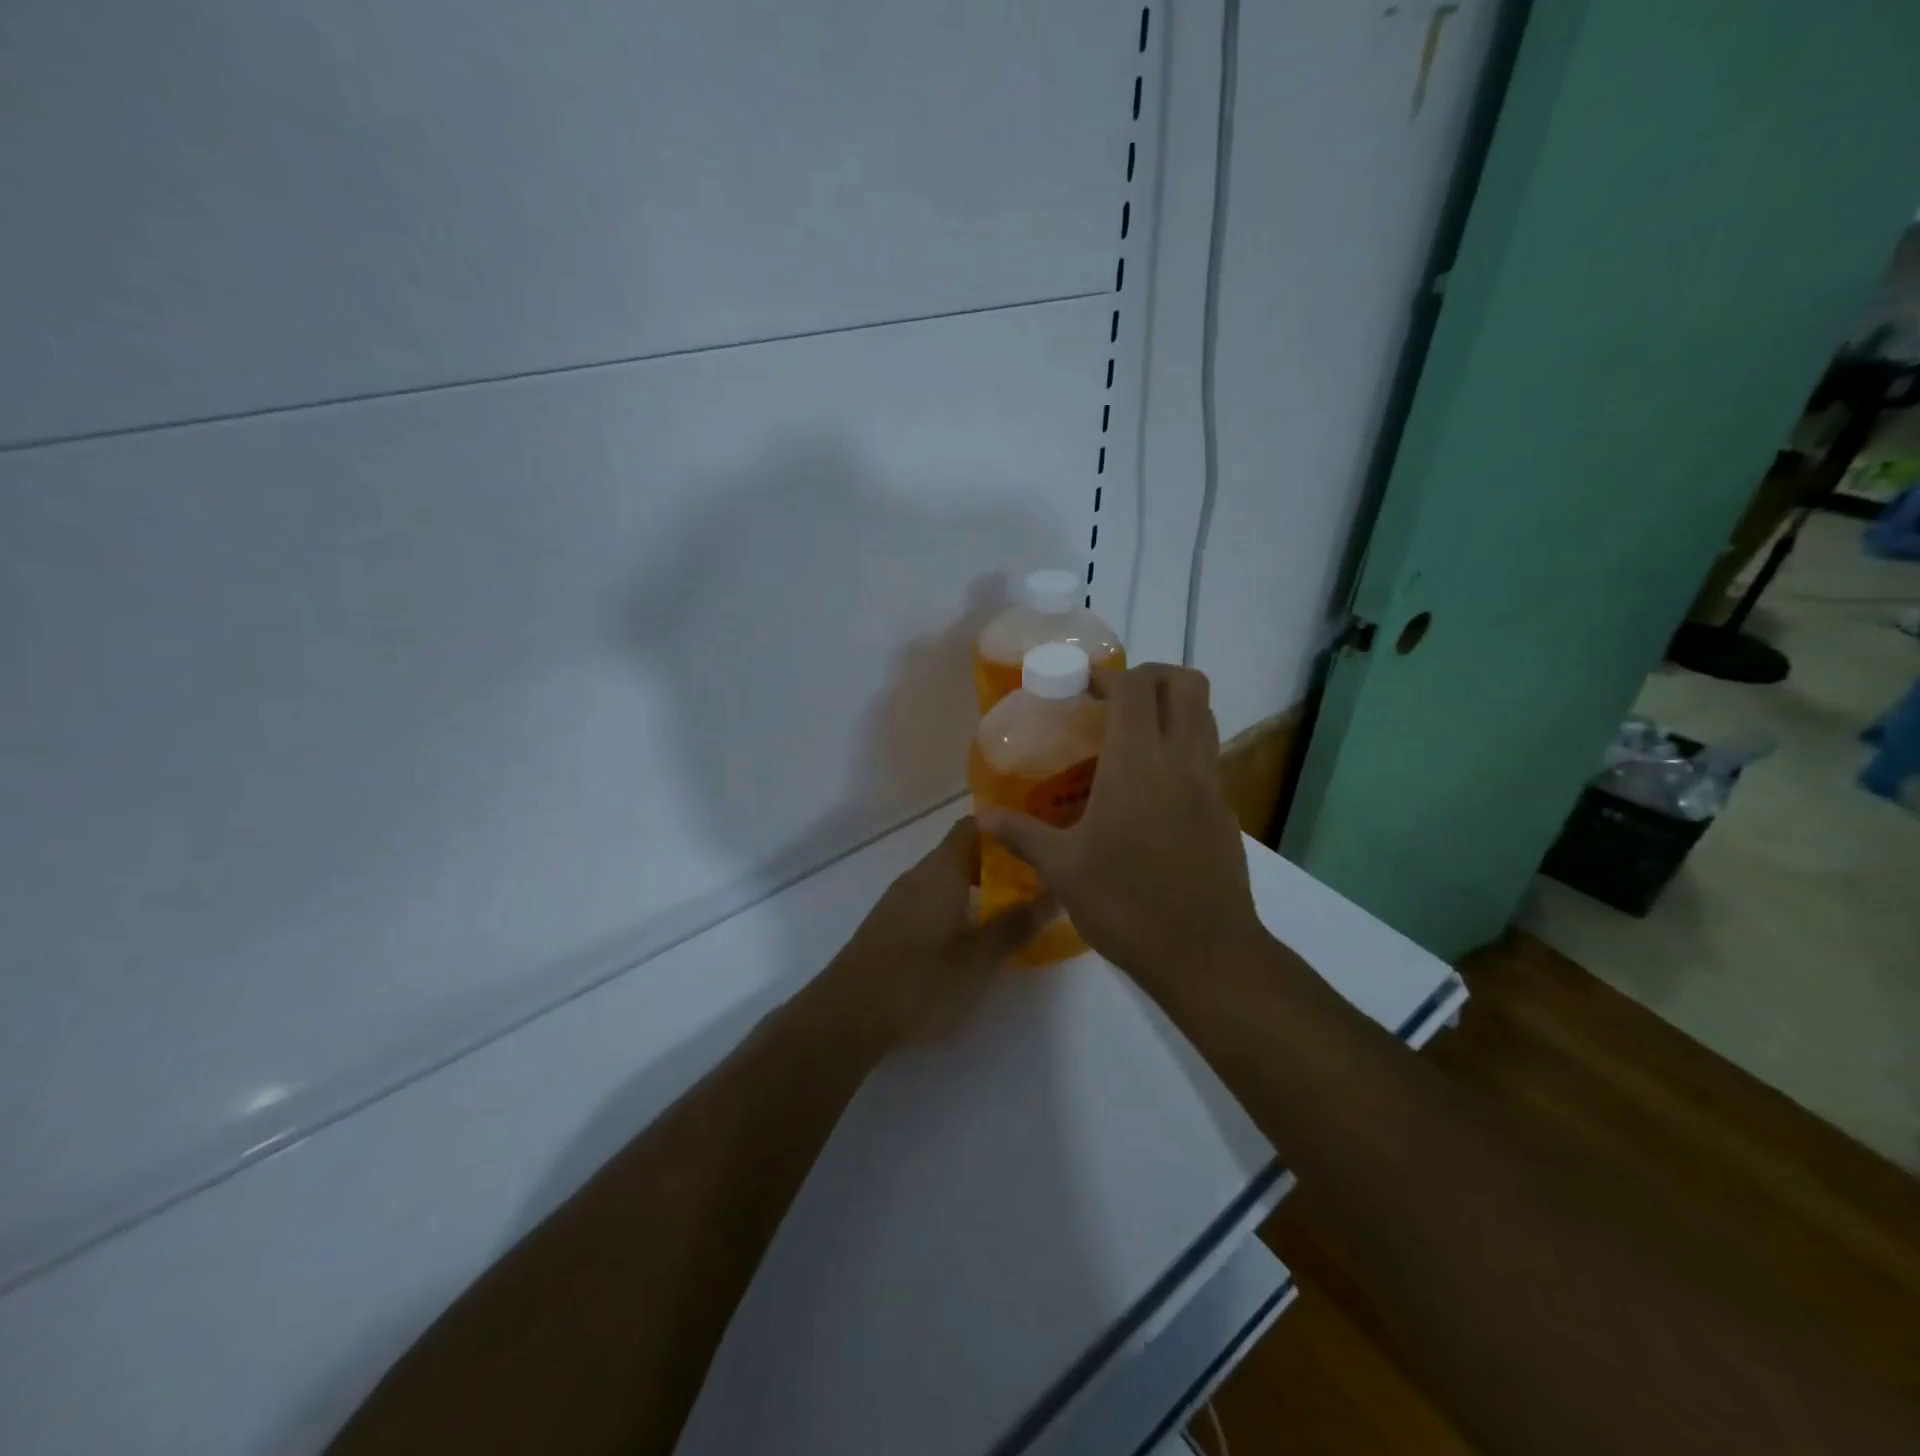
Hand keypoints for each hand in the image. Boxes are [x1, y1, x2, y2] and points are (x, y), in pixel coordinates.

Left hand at [825, 817, 1050, 1043]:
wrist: (847, 1016)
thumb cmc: (920, 980)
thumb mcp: (978, 958)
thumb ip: (1014, 925)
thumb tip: (1051, 896)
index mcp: (941, 871)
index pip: (974, 827)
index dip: (1004, 828)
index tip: (1034, 840)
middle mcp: (918, 876)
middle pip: (960, 853)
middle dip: (996, 864)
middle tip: (1031, 883)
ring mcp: (898, 901)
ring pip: (943, 879)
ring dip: (974, 888)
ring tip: (1008, 911)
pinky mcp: (887, 926)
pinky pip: (928, 901)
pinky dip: (953, 907)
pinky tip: (968, 937)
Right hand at [977, 664, 1263, 986]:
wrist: (1205, 954)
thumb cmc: (1126, 903)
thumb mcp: (1062, 869)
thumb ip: (1021, 835)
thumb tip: (982, 818)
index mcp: (1138, 763)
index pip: (1136, 687)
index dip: (1110, 675)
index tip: (1082, 686)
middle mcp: (1181, 761)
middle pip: (1186, 685)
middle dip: (1152, 676)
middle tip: (1115, 699)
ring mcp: (1211, 786)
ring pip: (1204, 718)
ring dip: (1172, 709)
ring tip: (1131, 737)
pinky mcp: (1225, 813)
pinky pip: (1207, 758)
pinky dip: (1182, 750)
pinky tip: (1151, 791)